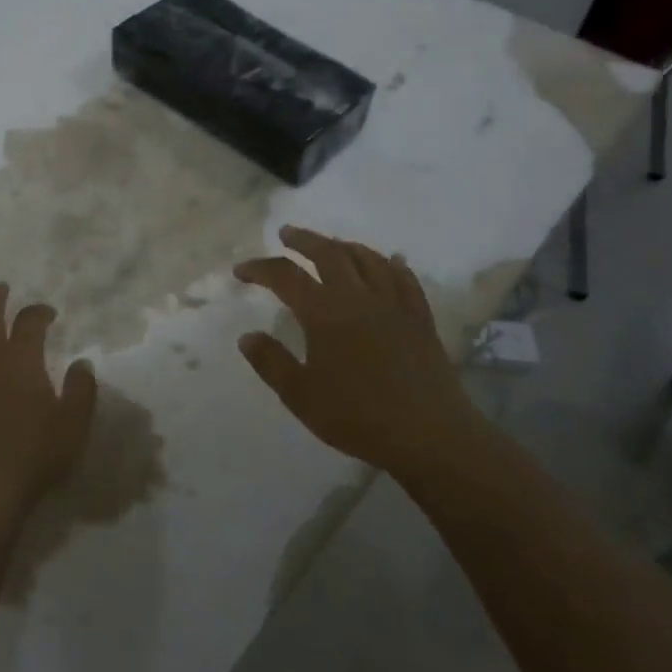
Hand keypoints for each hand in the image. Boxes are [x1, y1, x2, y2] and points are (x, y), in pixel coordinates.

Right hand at [234, 226, 489, 484]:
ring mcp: (393, 304)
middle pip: (328, 253)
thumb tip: (247, 336)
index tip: (241, 271)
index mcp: (324, 313)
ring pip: (367, 258)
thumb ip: (272, 363)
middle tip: (286, 234)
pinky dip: (393, 264)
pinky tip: (391, 261)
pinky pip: (405, 279)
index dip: (259, 268)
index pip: (285, 276)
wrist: (430, 436)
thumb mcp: (301, 397)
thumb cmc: (359, 417)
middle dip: (303, 240)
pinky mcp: (419, 318)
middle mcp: (358, 297)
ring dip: (344, 246)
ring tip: (331, 245)